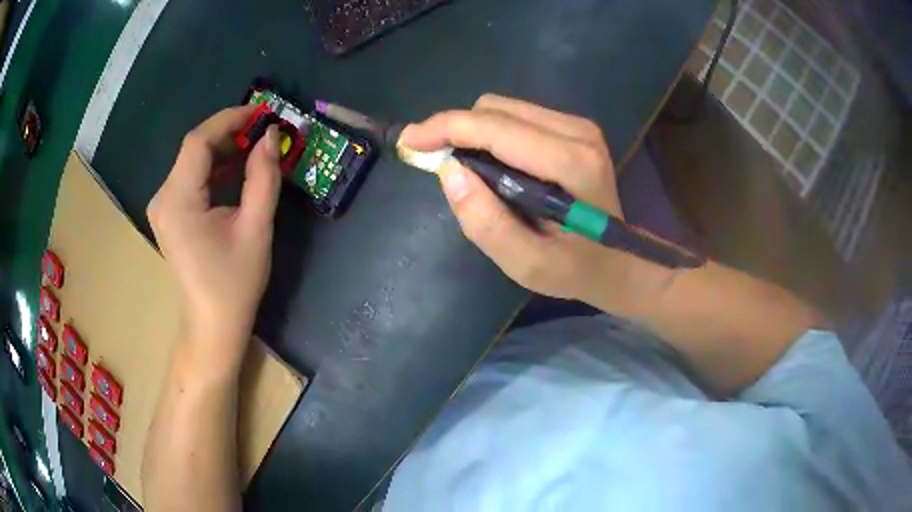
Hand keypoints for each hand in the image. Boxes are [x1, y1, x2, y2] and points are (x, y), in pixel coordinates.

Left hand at [147, 106, 280, 366]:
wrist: (212, 324)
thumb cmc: (234, 284)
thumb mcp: (256, 229)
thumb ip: (263, 178)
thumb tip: (271, 138)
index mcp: (179, 201)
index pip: (198, 141)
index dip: (230, 119)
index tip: (263, 113)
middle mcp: (163, 197)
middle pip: (194, 148)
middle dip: (230, 132)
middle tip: (264, 130)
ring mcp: (163, 205)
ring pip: (193, 160)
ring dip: (224, 148)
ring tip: (256, 147)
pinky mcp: (170, 212)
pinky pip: (191, 177)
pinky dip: (215, 167)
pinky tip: (237, 168)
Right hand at [400, 94, 670, 313]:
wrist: (621, 261)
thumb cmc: (577, 269)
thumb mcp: (528, 264)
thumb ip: (486, 223)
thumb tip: (448, 171)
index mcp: (571, 162)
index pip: (494, 127)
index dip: (445, 128)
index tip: (409, 141)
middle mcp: (577, 131)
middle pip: (495, 109)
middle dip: (456, 130)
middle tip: (435, 162)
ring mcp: (579, 125)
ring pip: (503, 108)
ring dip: (473, 133)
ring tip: (467, 170)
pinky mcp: (575, 127)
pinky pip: (517, 116)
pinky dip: (492, 134)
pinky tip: (492, 165)